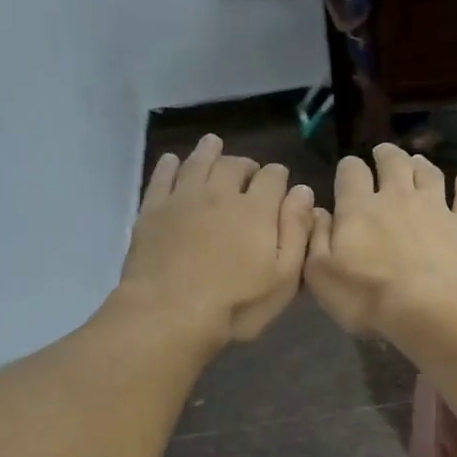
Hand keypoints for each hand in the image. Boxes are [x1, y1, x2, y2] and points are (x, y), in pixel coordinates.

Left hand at [120, 134, 315, 344]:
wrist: (170, 312)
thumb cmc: (236, 304)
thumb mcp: (283, 278)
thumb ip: (296, 232)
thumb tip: (303, 192)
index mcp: (256, 210)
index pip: (273, 178)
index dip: (278, 177)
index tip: (280, 182)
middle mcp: (220, 193)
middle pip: (234, 165)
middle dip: (245, 165)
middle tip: (248, 171)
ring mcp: (183, 198)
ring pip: (198, 162)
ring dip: (209, 152)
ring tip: (214, 145)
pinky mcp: (153, 210)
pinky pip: (162, 177)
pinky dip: (170, 165)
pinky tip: (173, 161)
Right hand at [305, 145, 456, 335]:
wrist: (433, 308)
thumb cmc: (369, 296)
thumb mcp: (321, 275)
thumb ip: (316, 239)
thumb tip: (317, 211)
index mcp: (358, 207)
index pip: (351, 173)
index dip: (349, 169)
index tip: (348, 172)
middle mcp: (397, 196)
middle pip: (392, 162)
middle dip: (386, 155)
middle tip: (383, 154)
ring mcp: (436, 206)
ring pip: (429, 173)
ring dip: (421, 164)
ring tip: (417, 162)